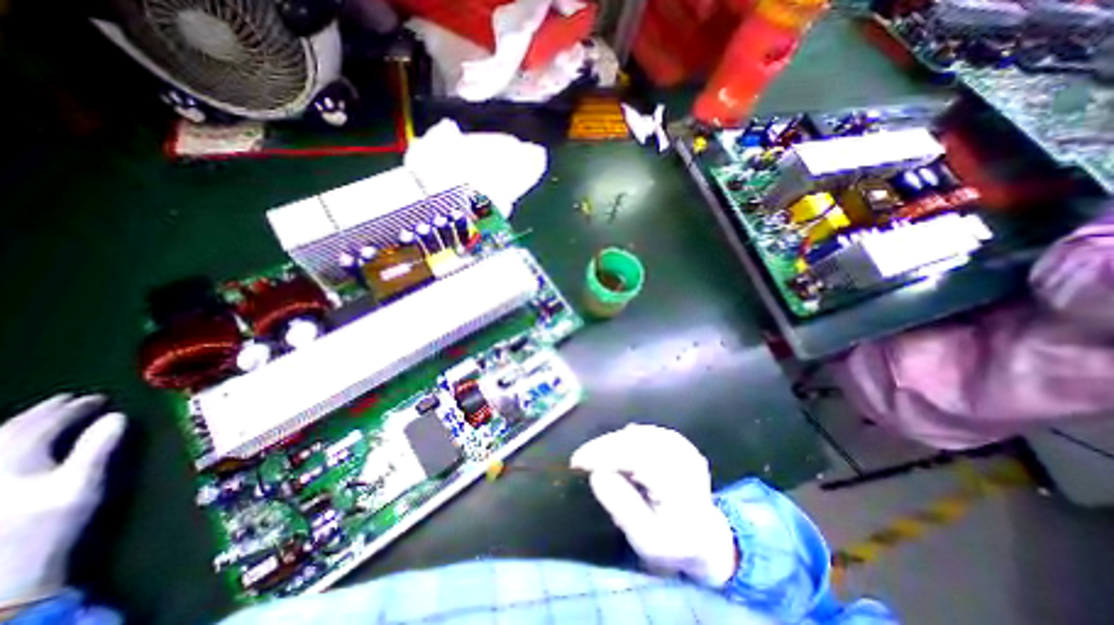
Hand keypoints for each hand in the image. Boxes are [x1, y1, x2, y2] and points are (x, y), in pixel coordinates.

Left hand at [0, 396, 124, 604]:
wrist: (2, 572)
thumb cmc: (49, 523)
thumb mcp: (81, 484)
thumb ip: (97, 448)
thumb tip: (116, 417)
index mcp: (14, 460)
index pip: (43, 425)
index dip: (72, 409)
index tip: (97, 398)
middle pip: (9, 431)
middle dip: (42, 413)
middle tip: (70, 399)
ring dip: (20, 425)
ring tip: (44, 415)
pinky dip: (5, 443)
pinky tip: (13, 444)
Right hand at [575, 423, 736, 587]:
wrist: (706, 536)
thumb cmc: (674, 544)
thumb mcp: (647, 540)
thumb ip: (623, 507)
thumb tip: (597, 474)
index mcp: (681, 484)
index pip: (635, 457)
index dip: (603, 455)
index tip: (577, 462)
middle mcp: (684, 457)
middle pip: (634, 441)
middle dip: (604, 448)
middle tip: (581, 460)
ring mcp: (681, 444)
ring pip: (636, 434)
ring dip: (612, 443)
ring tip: (596, 459)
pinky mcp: (676, 439)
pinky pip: (642, 433)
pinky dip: (624, 440)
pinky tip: (616, 453)